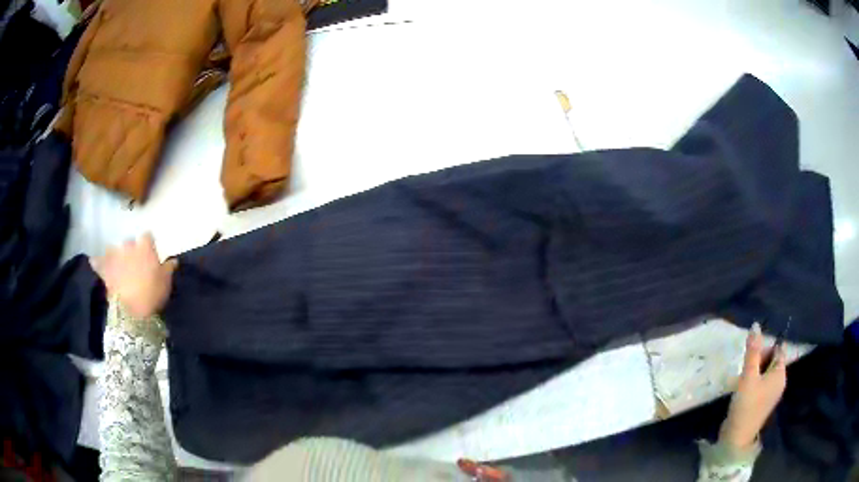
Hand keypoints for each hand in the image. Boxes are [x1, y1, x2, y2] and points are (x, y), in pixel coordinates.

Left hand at [90, 234, 176, 318]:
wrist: (131, 312)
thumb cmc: (152, 295)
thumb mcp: (166, 283)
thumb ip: (168, 269)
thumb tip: (173, 260)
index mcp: (145, 246)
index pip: (148, 236)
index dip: (149, 245)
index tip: (151, 254)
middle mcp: (128, 245)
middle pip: (129, 242)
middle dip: (131, 250)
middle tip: (134, 263)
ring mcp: (114, 256)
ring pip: (114, 249)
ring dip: (116, 255)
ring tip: (118, 265)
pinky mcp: (104, 268)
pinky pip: (97, 261)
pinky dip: (97, 262)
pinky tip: (95, 262)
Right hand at [719, 322, 786, 449]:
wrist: (736, 438)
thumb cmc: (746, 405)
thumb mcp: (748, 377)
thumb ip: (752, 351)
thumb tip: (756, 325)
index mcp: (780, 374)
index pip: (778, 350)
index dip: (766, 348)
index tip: (752, 355)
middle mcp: (779, 382)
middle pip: (771, 360)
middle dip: (758, 361)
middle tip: (745, 371)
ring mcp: (770, 393)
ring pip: (764, 372)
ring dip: (753, 372)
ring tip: (741, 382)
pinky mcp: (761, 402)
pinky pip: (760, 384)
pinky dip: (751, 382)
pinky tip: (741, 390)